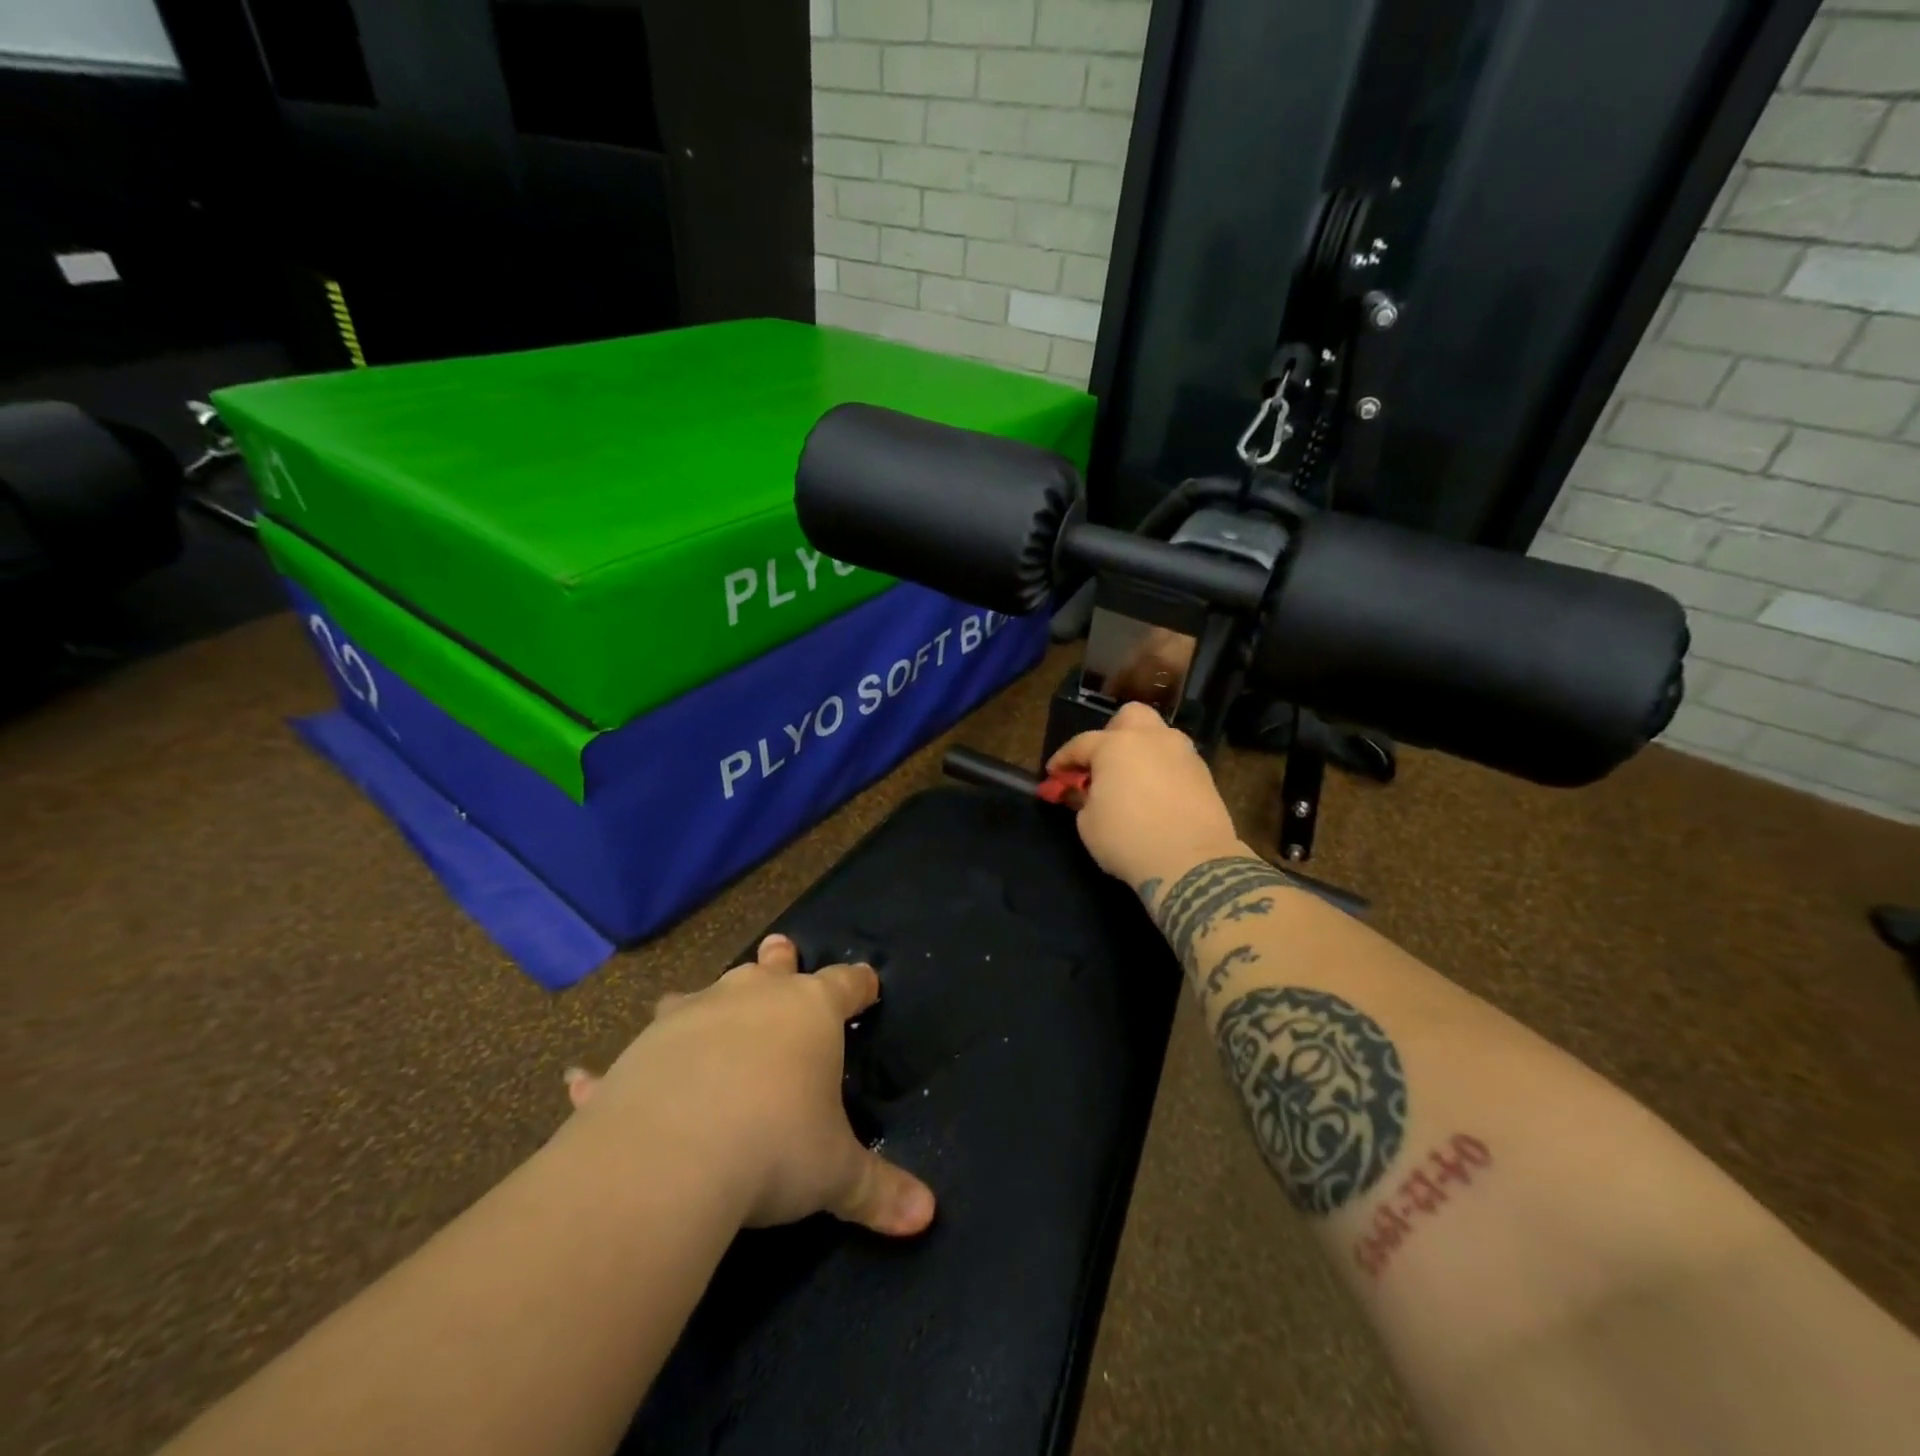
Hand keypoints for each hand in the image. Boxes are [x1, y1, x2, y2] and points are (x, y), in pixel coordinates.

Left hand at [563, 935, 934, 1237]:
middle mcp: (750, 1000)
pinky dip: (604, 1070)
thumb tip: (927, 1217)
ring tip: (696, 999)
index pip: (845, 985)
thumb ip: (880, 1190)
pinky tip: (577, 1076)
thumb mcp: (835, 1174)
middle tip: (780, 948)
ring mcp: (690, 1019)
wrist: (673, 1154)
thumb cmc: (774, 1145)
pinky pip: (621, 1058)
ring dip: (702, 999)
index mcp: (808, 1013)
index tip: (868, 983)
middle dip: (779, 960)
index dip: (859, 984)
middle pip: (770, 968)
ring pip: (700, 994)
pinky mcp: (638, 1054)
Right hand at [1047, 701, 1242, 889]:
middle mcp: (1152, 739)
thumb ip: (1083, 799)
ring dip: (1142, 750)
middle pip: (1130, 717)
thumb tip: (1086, 792)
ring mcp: (1183, 754)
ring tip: (1131, 779)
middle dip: (1112, 733)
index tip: (1054, 774)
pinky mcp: (1205, 774)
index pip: (1081, 744)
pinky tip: (1155, 794)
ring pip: (1159, 736)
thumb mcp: (1088, 823)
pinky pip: (1175, 761)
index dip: (1063, 759)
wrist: (1192, 863)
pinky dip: (1162, 770)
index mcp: (1116, 745)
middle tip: (1102, 762)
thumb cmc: (1128, 839)